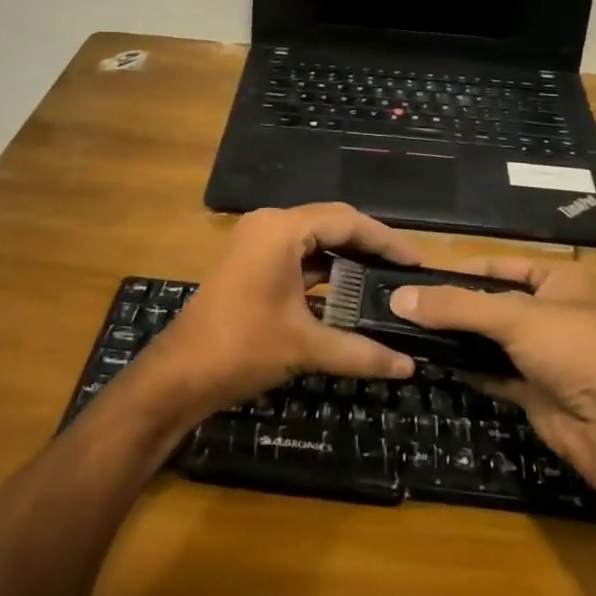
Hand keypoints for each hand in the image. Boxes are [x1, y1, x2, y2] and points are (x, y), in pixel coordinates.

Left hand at [128, 204, 421, 426]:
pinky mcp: (252, 263)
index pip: (346, 221)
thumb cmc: (241, 349)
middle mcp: (269, 225)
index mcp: (281, 230)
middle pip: (332, 223)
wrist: (179, 375)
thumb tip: (409, 367)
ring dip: (347, 258)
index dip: (385, 240)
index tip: (417, 261)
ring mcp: (257, 242)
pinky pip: (298, 256)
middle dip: (369, 245)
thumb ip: (361, 353)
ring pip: (315, 240)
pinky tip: (351, 292)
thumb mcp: (305, 348)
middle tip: (405, 269)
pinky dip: (325, 271)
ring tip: (385, 279)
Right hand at [391, 260, 595, 482]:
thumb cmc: (574, 350)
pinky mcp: (535, 389)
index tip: (418, 277)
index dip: (462, 270)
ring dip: (459, 339)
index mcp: (559, 280)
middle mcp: (552, 312)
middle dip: (455, 307)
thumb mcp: (514, 316)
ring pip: (491, 339)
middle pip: (493, 303)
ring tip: (411, 333)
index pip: (501, 265)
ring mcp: (544, 353)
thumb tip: (398, 298)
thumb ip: (456, 306)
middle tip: (406, 307)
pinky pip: (494, 372)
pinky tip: (436, 362)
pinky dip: (469, 368)